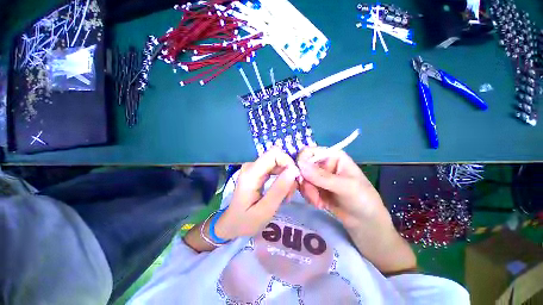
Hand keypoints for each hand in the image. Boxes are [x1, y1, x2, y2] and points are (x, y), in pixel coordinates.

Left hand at [215, 147, 299, 239]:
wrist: (232, 224)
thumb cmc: (246, 221)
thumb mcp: (265, 210)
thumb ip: (279, 189)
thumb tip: (294, 170)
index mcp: (251, 173)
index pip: (274, 153)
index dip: (288, 162)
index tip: (295, 180)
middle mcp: (252, 165)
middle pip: (277, 157)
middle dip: (289, 172)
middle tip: (290, 192)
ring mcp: (254, 167)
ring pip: (278, 163)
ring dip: (287, 177)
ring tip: (287, 195)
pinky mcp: (257, 171)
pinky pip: (275, 168)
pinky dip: (282, 178)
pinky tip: (282, 192)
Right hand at [297, 147, 387, 228]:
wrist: (366, 222)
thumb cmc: (362, 199)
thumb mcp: (345, 187)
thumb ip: (322, 176)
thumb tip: (300, 165)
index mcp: (332, 156)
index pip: (308, 152)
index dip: (302, 162)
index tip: (302, 178)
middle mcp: (323, 164)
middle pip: (302, 167)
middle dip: (306, 183)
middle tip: (314, 196)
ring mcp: (318, 177)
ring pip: (301, 179)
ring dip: (308, 192)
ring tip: (319, 203)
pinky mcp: (316, 188)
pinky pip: (304, 188)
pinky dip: (309, 197)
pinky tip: (320, 204)